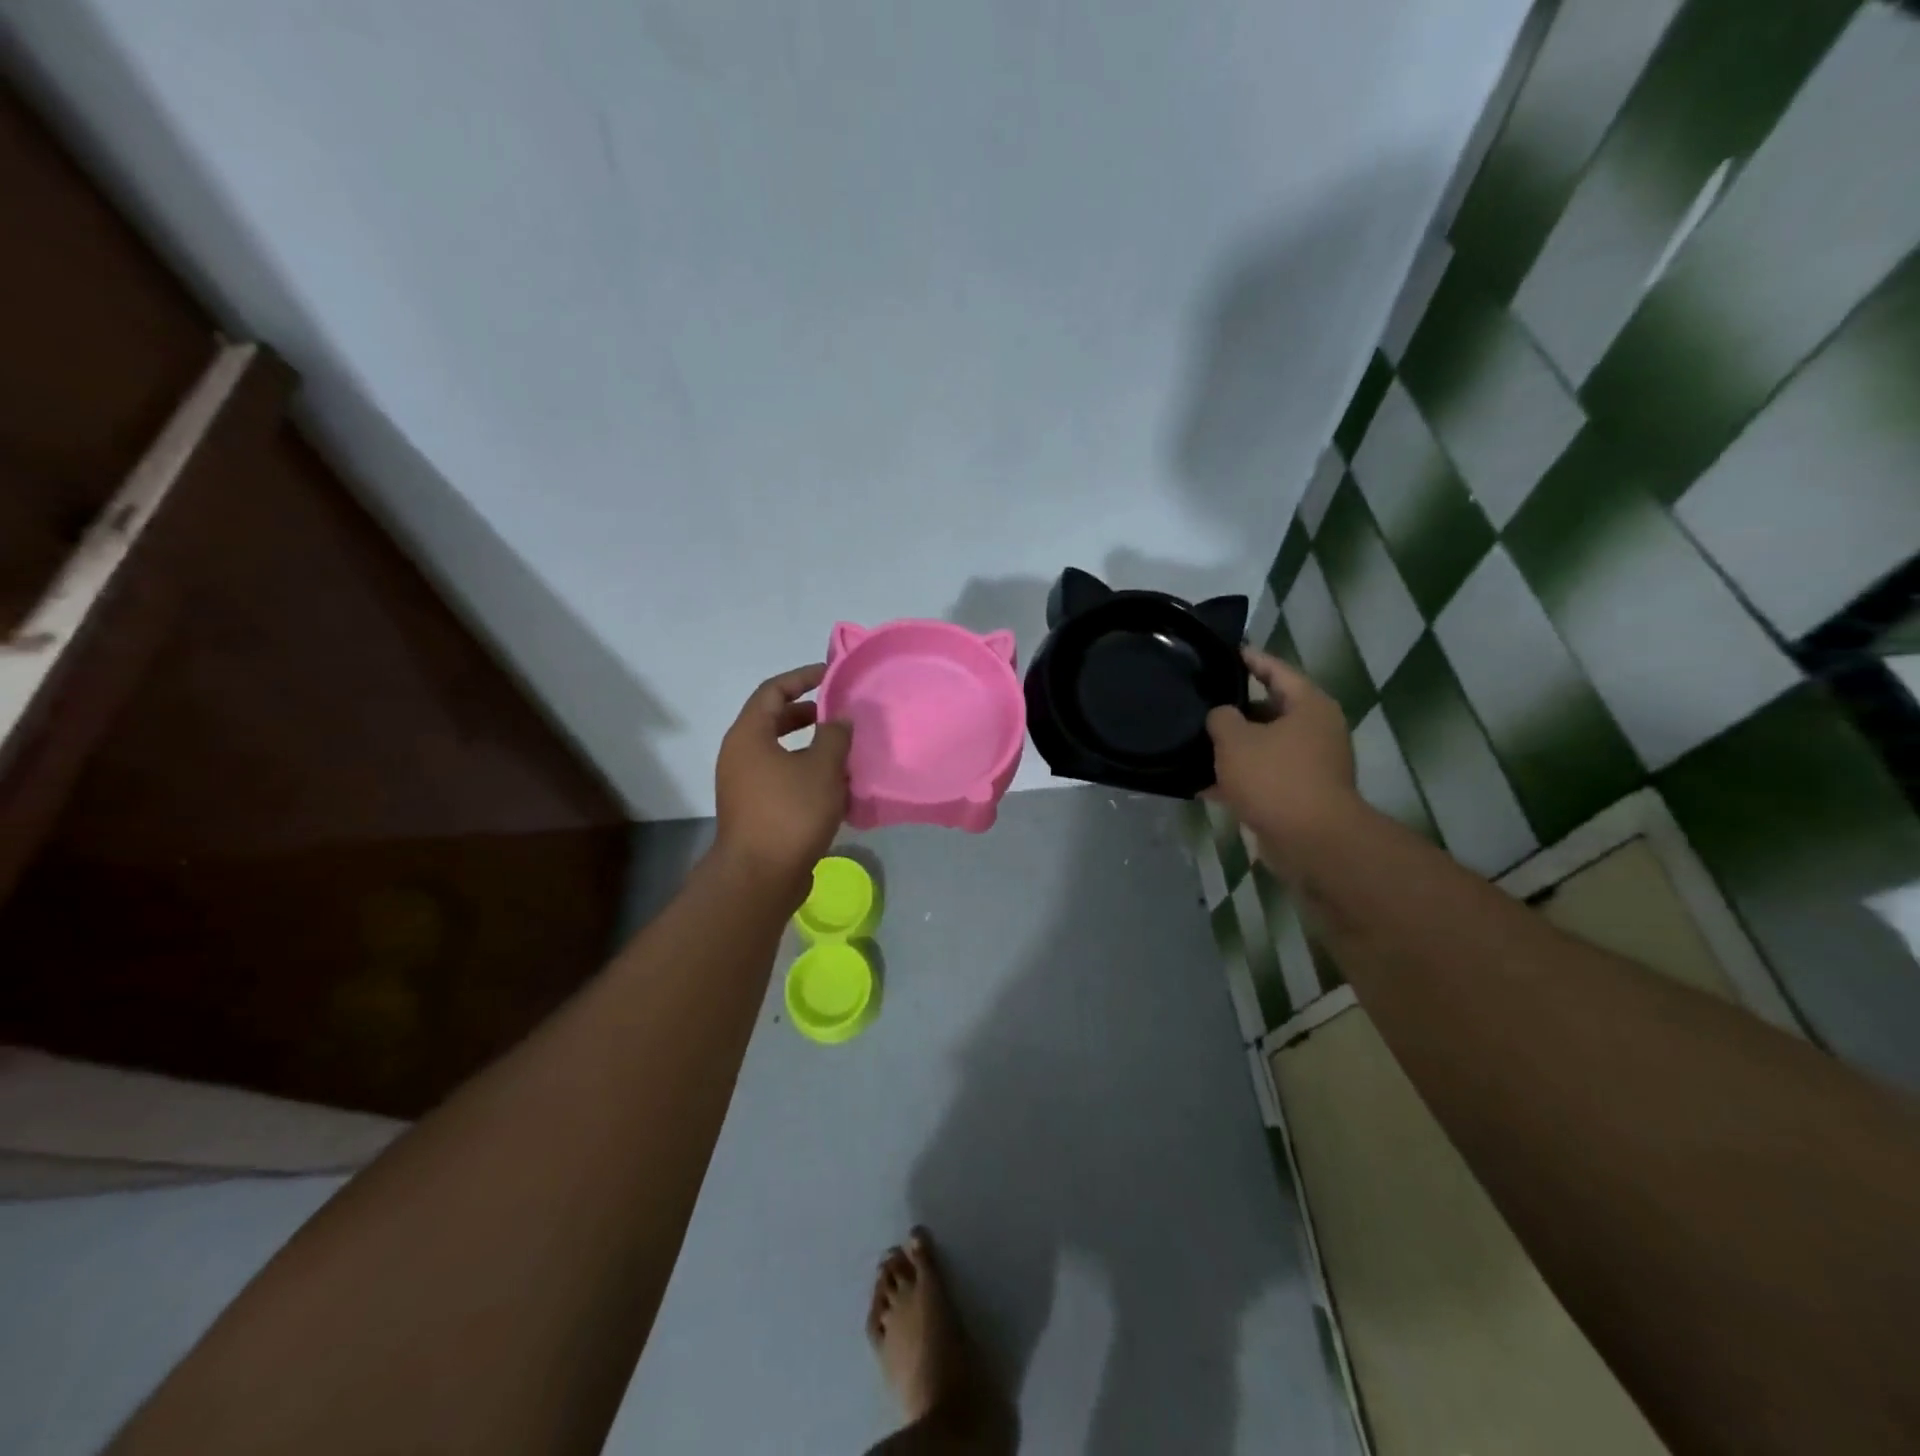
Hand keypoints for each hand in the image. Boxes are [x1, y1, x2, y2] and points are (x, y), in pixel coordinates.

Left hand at [713, 664, 851, 894]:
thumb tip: (840, 718)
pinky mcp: (755, 809)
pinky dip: (805, 771)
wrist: (760, 876)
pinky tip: (834, 784)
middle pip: (773, 720)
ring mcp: (744, 784)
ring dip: (809, 746)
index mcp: (748, 735)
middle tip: (838, 714)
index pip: (773, 690)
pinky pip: (781, 777)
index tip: (832, 676)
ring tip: (842, 749)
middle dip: (807, 713)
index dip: (802, 678)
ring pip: (779, 751)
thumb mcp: (822, 767)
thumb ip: (835, 735)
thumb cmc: (790, 812)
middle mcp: (740, 755)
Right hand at [1206, 647, 1360, 872]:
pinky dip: (1237, 779)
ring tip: (1194, 743)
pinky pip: (1262, 777)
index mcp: (1308, 705)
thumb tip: (1220, 716)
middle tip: (1200, 703)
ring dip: (1233, 749)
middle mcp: (1315, 730)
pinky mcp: (1298, 795)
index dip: (1249, 659)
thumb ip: (1221, 718)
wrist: (1310, 841)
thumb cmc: (1275, 777)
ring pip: (1263, 747)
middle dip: (1234, 710)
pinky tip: (1202, 785)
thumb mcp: (1235, 739)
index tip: (1225, 652)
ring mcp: (1309, 765)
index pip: (1275, 670)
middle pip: (1269, 710)